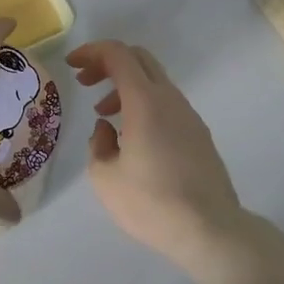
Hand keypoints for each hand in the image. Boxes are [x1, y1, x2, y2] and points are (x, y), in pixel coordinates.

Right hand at [69, 40, 246, 274]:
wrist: (211, 232)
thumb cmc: (152, 203)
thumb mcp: (105, 178)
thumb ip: (98, 143)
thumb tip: (107, 128)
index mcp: (145, 101)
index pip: (117, 54)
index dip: (91, 51)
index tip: (72, 64)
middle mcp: (169, 98)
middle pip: (138, 58)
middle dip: (107, 63)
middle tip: (85, 81)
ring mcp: (188, 115)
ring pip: (153, 81)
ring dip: (125, 86)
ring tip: (104, 115)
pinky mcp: (199, 134)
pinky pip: (166, 102)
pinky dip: (143, 103)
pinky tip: (132, 136)